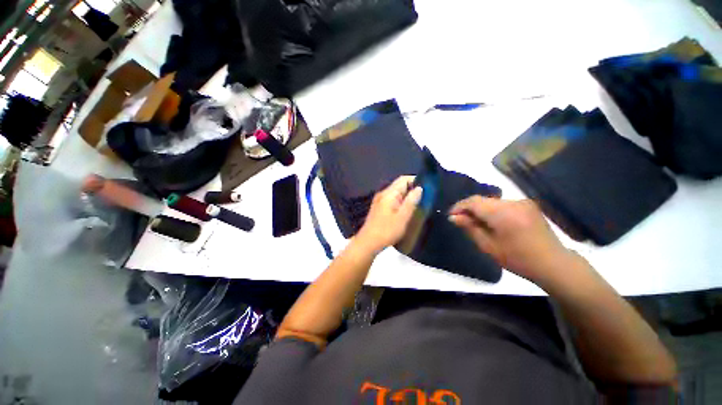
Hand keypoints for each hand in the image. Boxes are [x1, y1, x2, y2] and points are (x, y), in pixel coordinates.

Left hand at [355, 176, 422, 253]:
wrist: (368, 243)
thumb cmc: (387, 230)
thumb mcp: (403, 217)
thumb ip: (412, 201)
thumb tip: (420, 188)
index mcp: (389, 193)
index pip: (403, 179)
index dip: (416, 181)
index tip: (428, 188)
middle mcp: (383, 194)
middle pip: (400, 185)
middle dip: (413, 189)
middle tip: (425, 198)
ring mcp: (379, 201)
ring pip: (396, 193)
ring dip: (407, 196)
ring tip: (418, 204)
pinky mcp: (379, 208)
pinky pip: (392, 200)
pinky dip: (401, 202)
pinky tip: (406, 210)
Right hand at [449, 196, 576, 283]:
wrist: (553, 264)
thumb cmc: (518, 259)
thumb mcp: (488, 246)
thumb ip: (470, 228)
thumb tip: (453, 217)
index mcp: (503, 213)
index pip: (474, 202)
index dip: (459, 206)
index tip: (450, 215)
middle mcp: (513, 202)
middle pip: (483, 200)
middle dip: (469, 208)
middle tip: (460, 220)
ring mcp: (522, 202)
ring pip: (492, 202)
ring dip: (481, 210)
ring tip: (475, 222)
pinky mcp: (528, 205)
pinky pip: (503, 204)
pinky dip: (493, 210)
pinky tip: (492, 222)